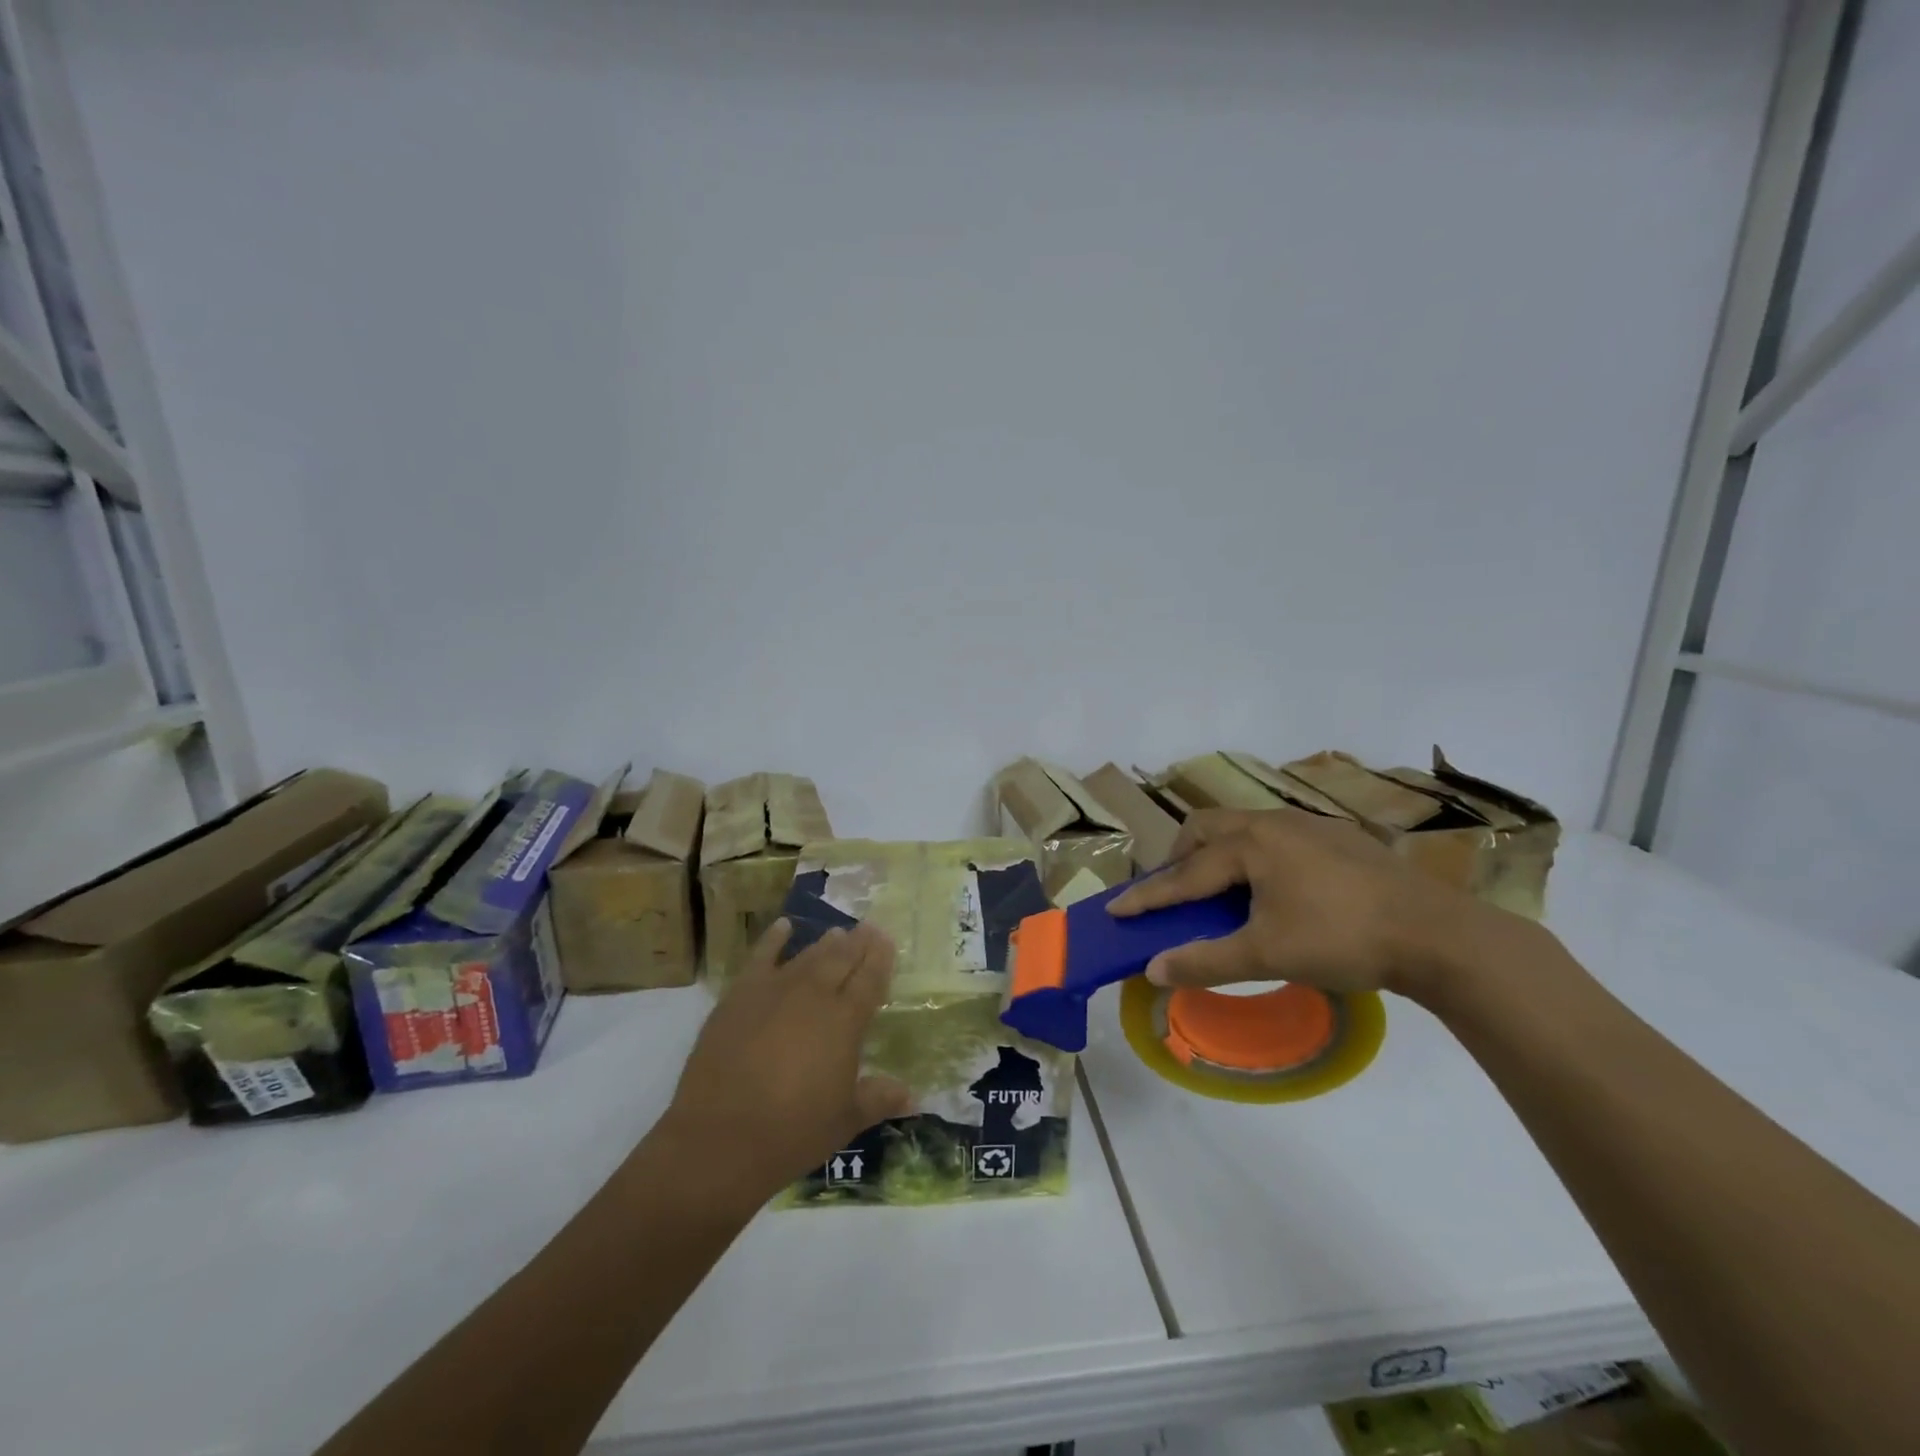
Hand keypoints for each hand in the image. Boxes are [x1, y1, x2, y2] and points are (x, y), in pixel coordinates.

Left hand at [655, 920, 911, 1210]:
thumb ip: (878, 1099)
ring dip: (825, 943)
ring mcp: (774, 990)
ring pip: (807, 956)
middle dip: (858, 942)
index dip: (881, 958)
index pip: (870, 979)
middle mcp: (814, 995)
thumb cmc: (792, 1132)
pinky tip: (784, 926)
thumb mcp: (844, 1121)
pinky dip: (774, 939)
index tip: (888, 939)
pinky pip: (761, 957)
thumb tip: (913, 1097)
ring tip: (838, 932)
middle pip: (841, 959)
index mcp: (845, 1021)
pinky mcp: (740, 995)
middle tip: (869, 926)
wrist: (720, 1138)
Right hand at [1107, 806, 1508, 998]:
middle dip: (1180, 858)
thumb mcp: (1266, 955)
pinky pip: (1276, 836)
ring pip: (1243, 828)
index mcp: (1249, 844)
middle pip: (1206, 829)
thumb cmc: (1341, 939)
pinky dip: (1254, 856)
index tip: (1114, 908)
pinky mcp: (1337, 837)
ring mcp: (1308, 825)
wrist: (1437, 934)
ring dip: (1218, 854)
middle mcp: (1271, 822)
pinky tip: (1276, 887)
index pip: (1183, 874)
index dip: (1147, 896)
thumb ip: (1204, 961)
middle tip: (1176, 892)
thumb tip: (1152, 969)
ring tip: (1222, 890)